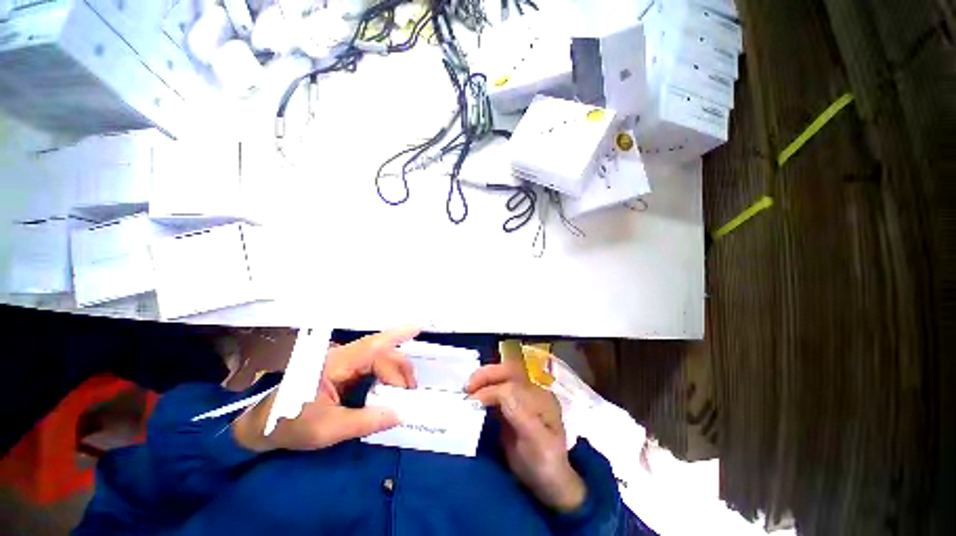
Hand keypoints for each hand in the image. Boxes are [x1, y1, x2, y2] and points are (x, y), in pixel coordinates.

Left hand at [234, 327, 420, 451]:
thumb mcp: (327, 430)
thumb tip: (400, 414)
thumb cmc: (290, 424)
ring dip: (396, 372)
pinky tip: (393, 387)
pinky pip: (375, 366)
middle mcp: (343, 356)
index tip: (419, 326)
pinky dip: (388, 375)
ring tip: (403, 393)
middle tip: (409, 394)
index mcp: (335, 364)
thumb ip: (365, 422)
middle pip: (382, 353)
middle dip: (400, 370)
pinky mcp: (347, 369)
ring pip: (381, 358)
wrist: (264, 426)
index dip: (397, 335)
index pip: (372, 346)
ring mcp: (346, 362)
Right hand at [466, 358, 586, 512]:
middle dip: (487, 374)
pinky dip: (483, 390)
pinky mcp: (510, 407)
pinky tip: (473, 397)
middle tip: (467, 387)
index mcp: (540, 396)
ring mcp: (521, 398)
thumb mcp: (536, 441)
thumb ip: (520, 413)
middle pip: (508, 371)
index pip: (514, 381)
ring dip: (483, 380)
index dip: (493, 388)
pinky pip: (496, 391)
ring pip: (501, 378)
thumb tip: (499, 391)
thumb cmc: (545, 463)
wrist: (548, 483)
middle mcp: (531, 391)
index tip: (474, 401)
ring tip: (467, 390)